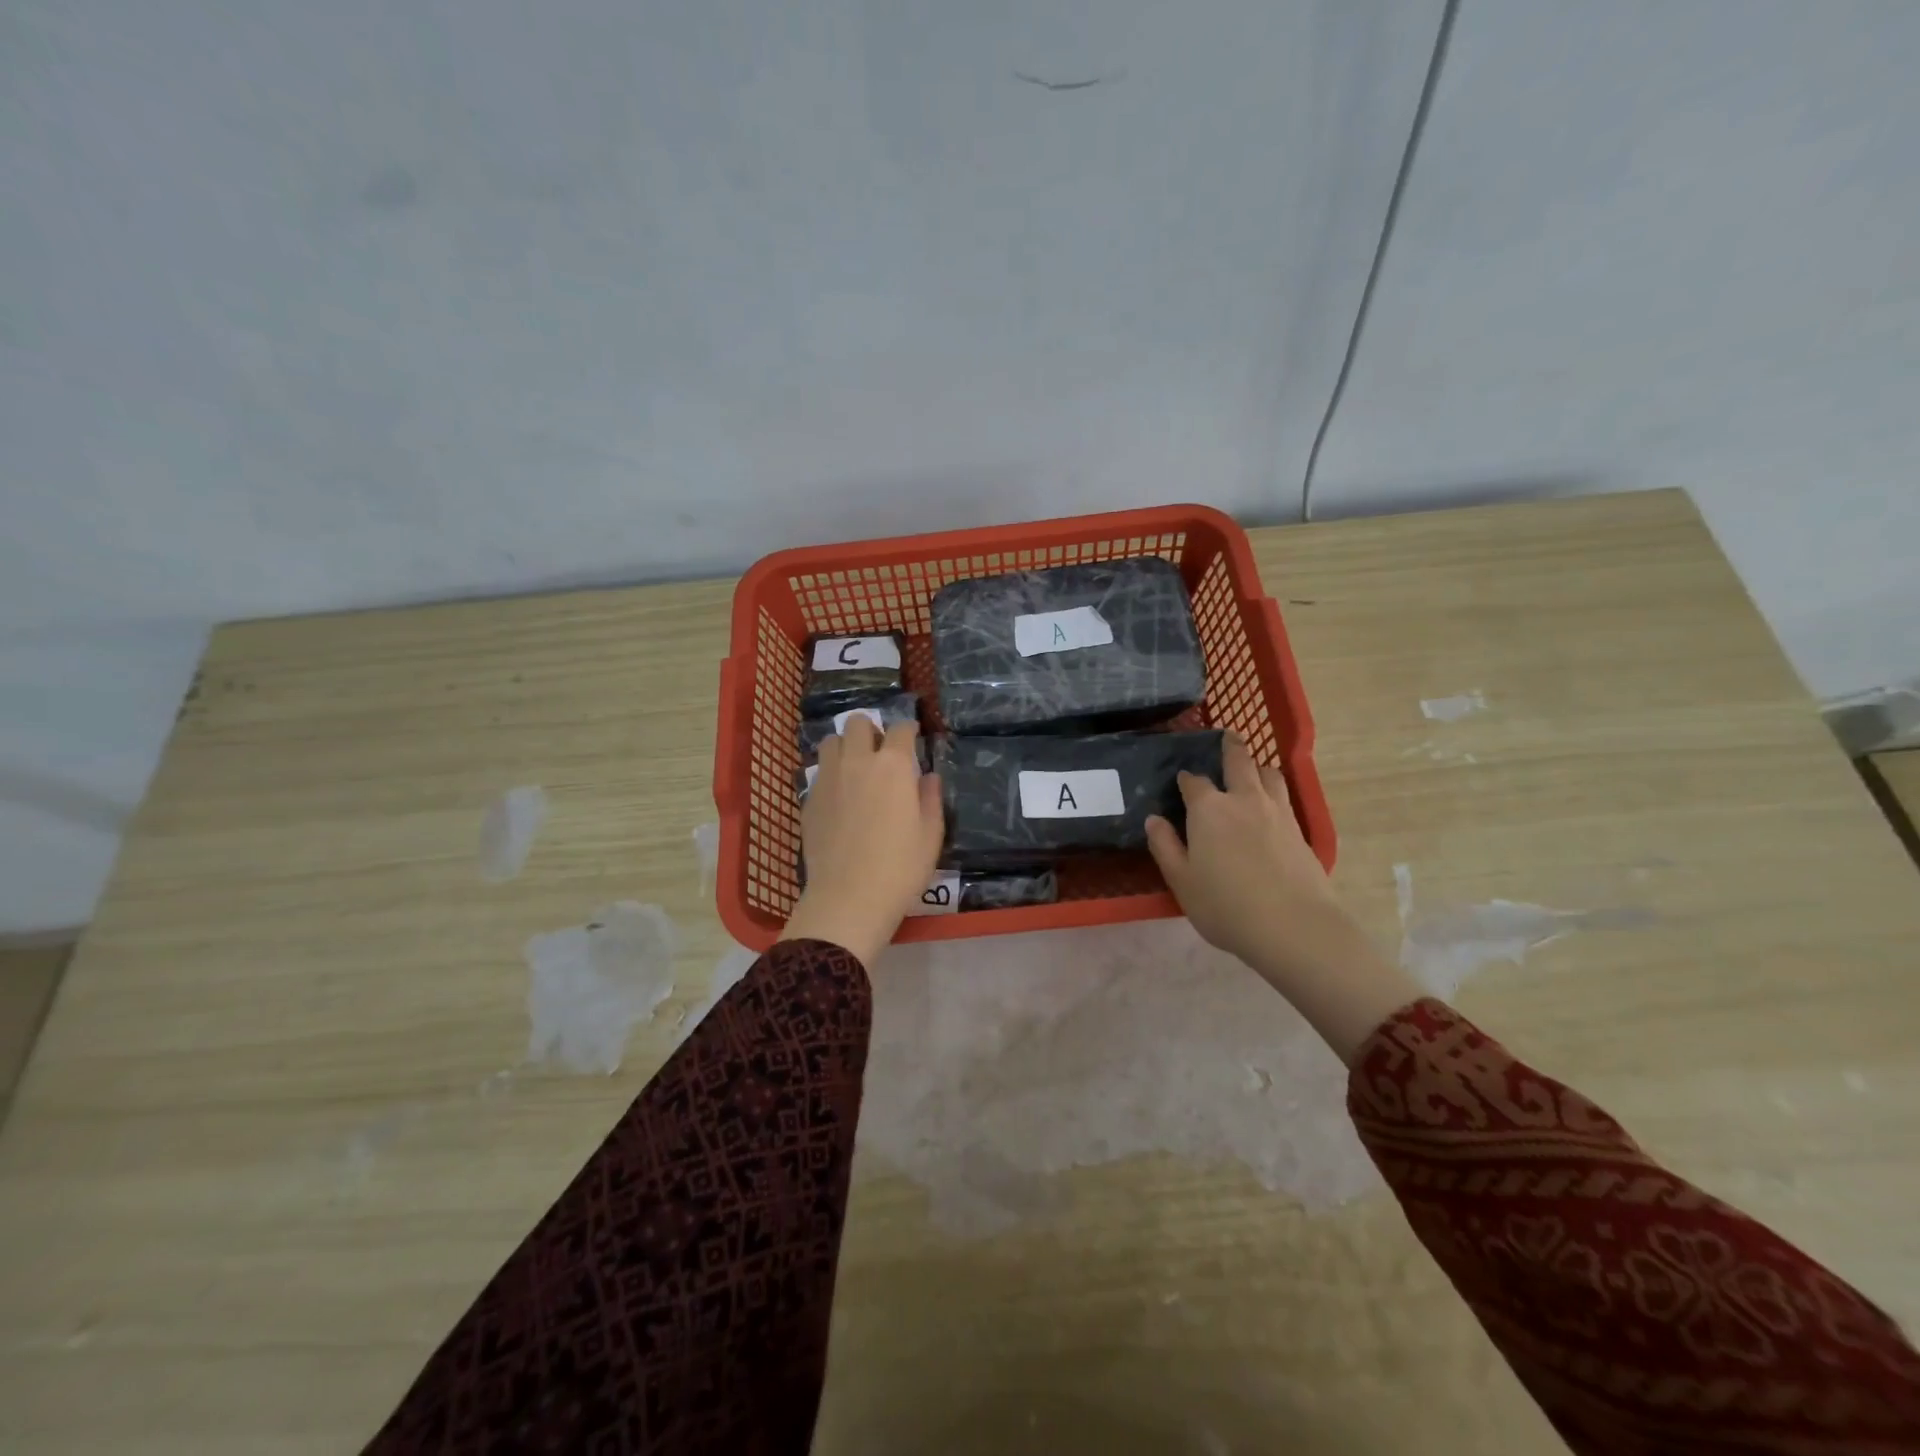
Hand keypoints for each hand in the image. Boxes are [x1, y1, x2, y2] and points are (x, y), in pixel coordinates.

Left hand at [782, 715, 943, 966]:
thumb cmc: (900, 868)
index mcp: (893, 766)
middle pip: (858, 723)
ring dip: (845, 747)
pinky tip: (840, 797)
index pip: (900, 729)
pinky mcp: (808, 799)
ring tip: (855, 768)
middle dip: (871, 730)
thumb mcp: (930, 836)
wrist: (848, 899)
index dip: (908, 731)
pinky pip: (818, 772)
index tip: (912, 739)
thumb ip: (931, 799)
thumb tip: (928, 778)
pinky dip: (830, 774)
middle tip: (881, 753)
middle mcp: (857, 762)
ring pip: (831, 741)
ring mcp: (828, 779)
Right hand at [1145, 734, 1422, 1063]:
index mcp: (1208, 809)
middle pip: (1238, 761)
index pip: (1193, 782)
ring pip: (1269, 774)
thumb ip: (1165, 846)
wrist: (1294, 927)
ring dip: (1257, 767)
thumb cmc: (1225, 905)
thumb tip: (1154, 820)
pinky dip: (1274, 792)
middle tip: (1227, 737)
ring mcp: (1277, 812)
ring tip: (1252, 770)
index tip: (1182, 782)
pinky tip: (1270, 805)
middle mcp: (1243, 799)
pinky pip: (1284, 797)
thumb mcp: (1181, 880)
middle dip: (1230, 747)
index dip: (1186, 779)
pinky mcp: (1300, 830)